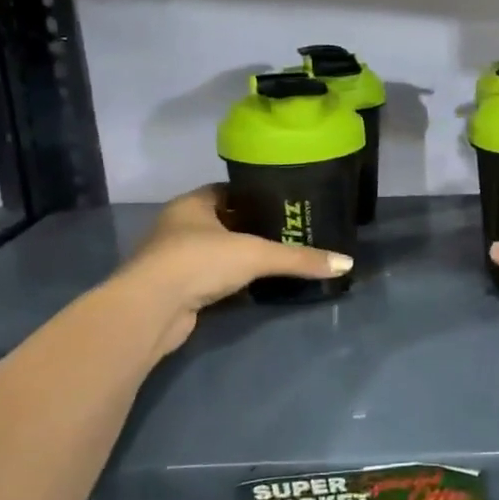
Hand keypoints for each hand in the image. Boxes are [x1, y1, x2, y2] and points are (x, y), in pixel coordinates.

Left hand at [117, 185, 352, 357]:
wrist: (152, 309)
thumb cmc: (199, 262)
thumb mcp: (256, 255)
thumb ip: (300, 259)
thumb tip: (346, 263)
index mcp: (192, 204)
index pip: (228, 190)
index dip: (255, 195)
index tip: (284, 202)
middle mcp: (179, 226)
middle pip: (223, 220)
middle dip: (251, 227)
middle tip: (288, 231)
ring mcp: (174, 259)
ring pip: (215, 251)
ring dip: (239, 256)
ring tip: (277, 258)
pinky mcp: (176, 289)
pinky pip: (210, 278)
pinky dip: (230, 281)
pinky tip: (254, 286)